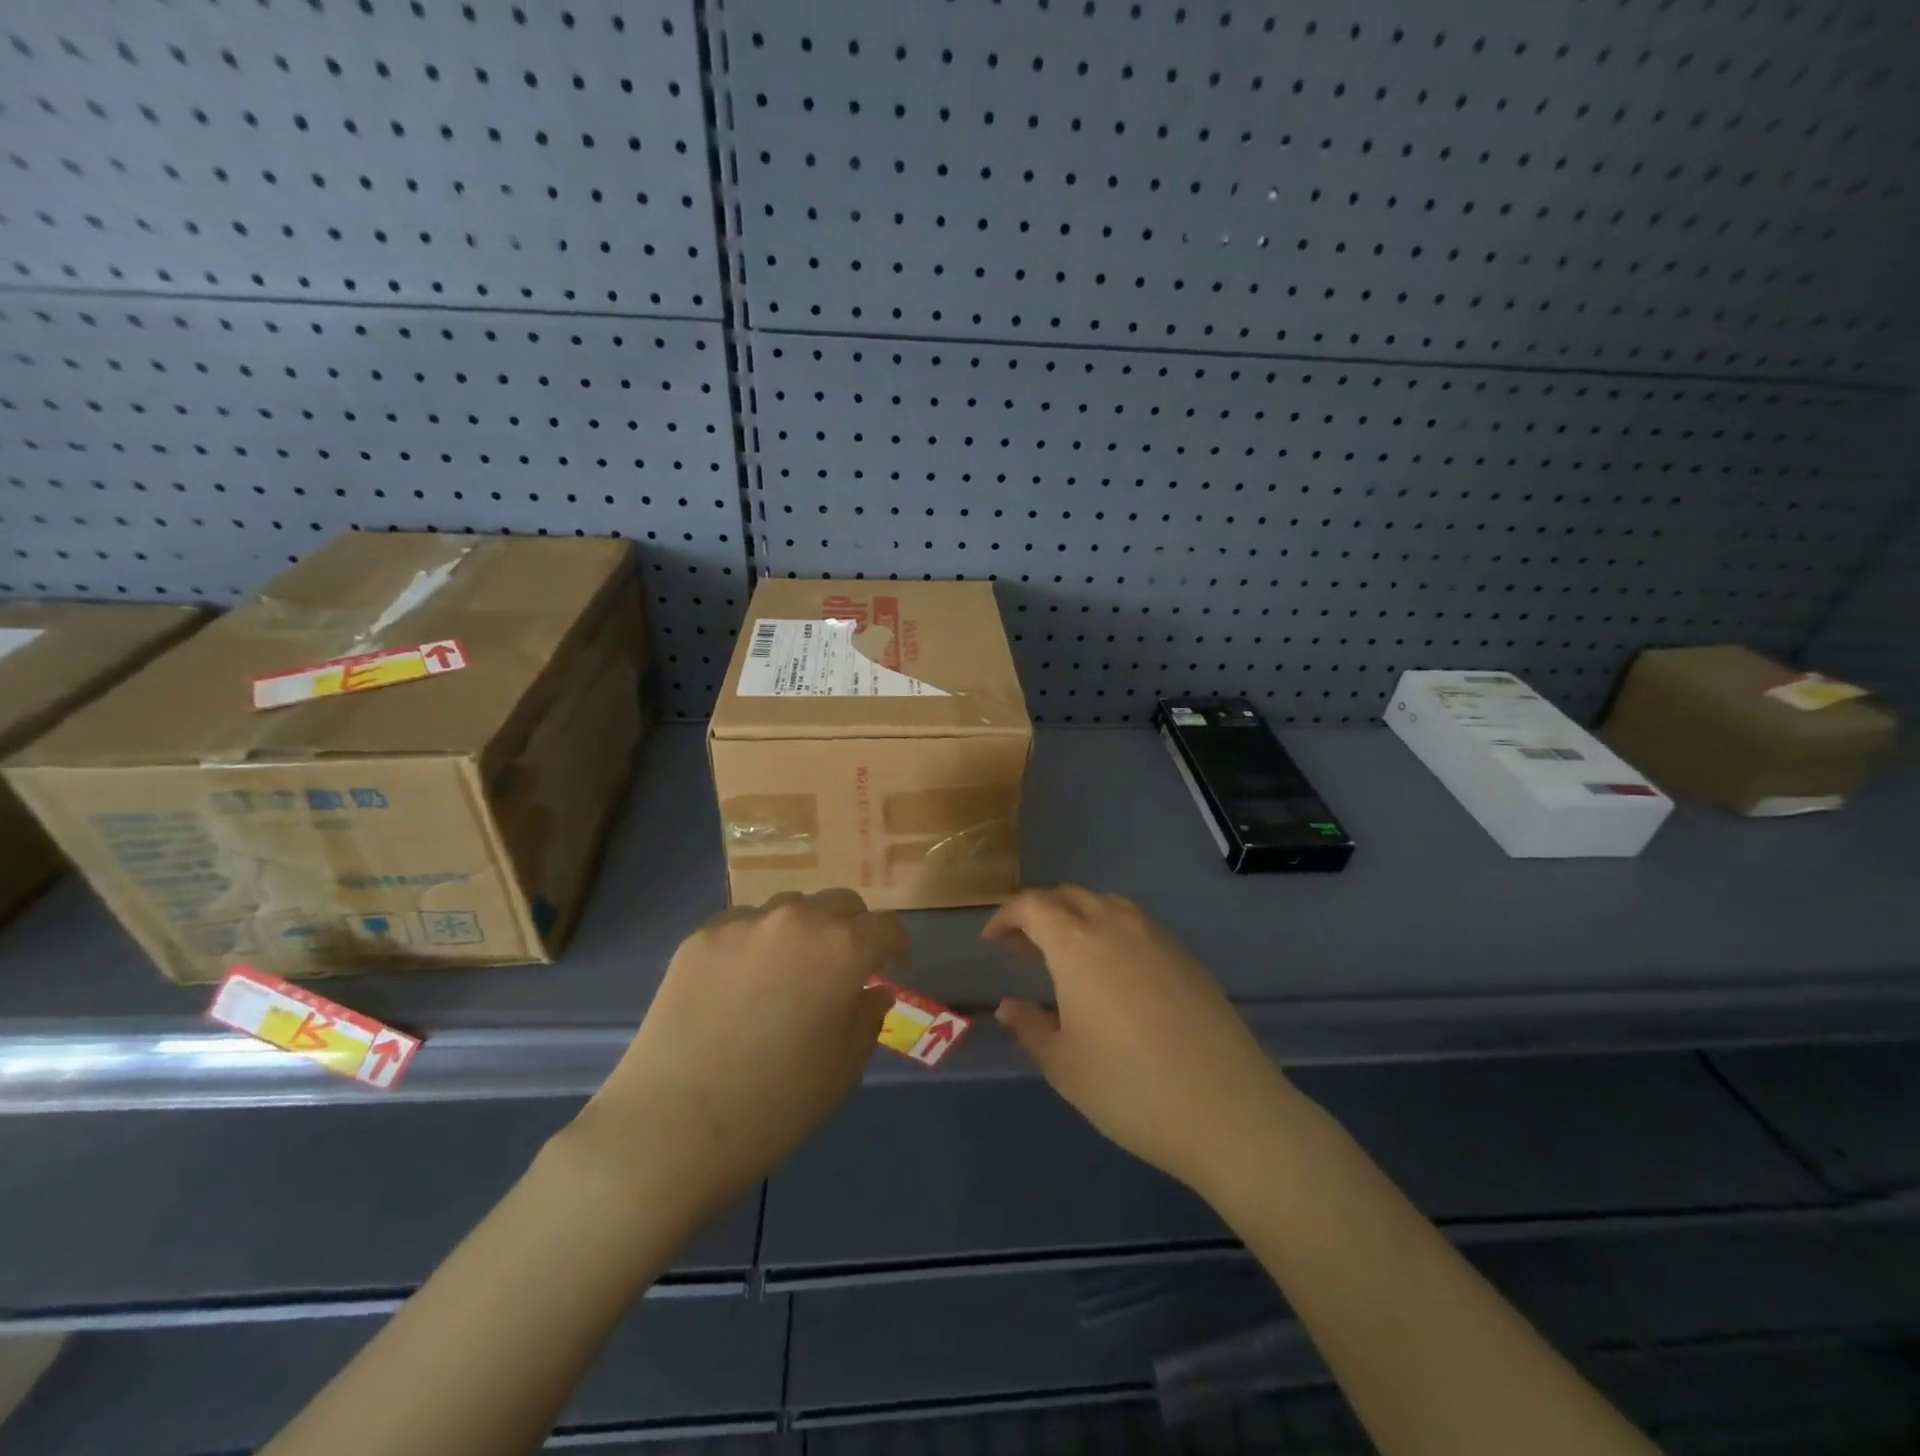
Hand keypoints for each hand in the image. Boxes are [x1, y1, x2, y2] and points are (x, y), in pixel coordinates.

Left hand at [569, 889, 902, 1224]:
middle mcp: (797, 919)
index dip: (896, 944)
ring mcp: (744, 923)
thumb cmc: (776, 1104)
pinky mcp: (700, 937)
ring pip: (789, 908)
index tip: (893, 965)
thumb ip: (868, 1017)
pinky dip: (756, 944)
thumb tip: (873, 990)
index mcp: (842, 948)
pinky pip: (743, 926)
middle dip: (853, 928)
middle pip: (840, 903)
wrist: (673, 1126)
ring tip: (789, 972)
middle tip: (844, 966)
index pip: (886, 926)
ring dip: (803, 931)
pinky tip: (740, 984)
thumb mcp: (843, 1068)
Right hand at [989, 886, 1290, 1195]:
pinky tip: (1115, 974)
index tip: (992, 940)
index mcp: (1078, 944)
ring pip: (1107, 905)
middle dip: (1041, 912)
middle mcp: (1117, 926)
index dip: (1007, 917)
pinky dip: (1112, 933)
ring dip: (1078, 917)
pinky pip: (1138, 926)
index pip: (1033, 906)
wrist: (1228, 1110)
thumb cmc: (1130, 1089)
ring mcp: (1158, 938)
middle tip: (1025, 947)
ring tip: (1068, 955)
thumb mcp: (1064, 1066)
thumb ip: (1030, 1028)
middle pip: (1070, 896)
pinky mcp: (1188, 957)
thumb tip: (1008, 1006)